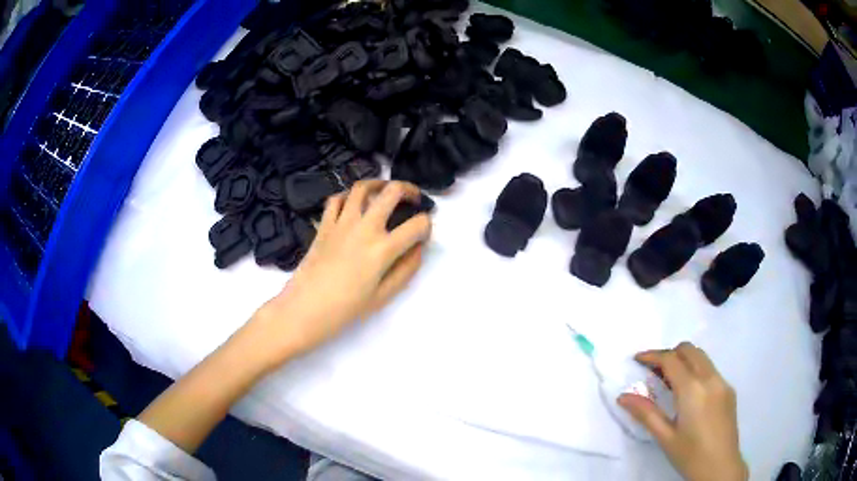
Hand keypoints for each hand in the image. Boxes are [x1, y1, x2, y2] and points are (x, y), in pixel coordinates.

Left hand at [253, 180, 431, 361]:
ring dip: (379, 184)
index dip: (427, 225)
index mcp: (383, 249)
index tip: (424, 233)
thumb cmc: (346, 308)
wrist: (305, 308)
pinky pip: (337, 199)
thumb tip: (419, 247)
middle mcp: (364, 228)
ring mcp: (342, 222)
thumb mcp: (384, 296)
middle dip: (409, 190)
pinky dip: (348, 196)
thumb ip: (406, 269)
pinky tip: (354, 204)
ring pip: (362, 187)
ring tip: (385, 191)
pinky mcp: (324, 224)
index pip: (417, 225)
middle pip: (391, 192)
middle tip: (413, 198)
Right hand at [618, 342, 747, 480]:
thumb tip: (622, 397)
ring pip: (702, 357)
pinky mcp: (729, 390)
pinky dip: (696, 371)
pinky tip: (689, 395)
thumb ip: (645, 413)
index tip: (637, 359)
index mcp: (693, 389)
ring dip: (684, 360)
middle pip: (689, 350)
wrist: (721, 467)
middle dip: (670, 353)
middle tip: (653, 370)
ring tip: (669, 381)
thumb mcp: (665, 437)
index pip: (671, 360)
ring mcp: (723, 382)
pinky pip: (711, 370)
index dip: (652, 355)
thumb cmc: (690, 455)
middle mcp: (710, 378)